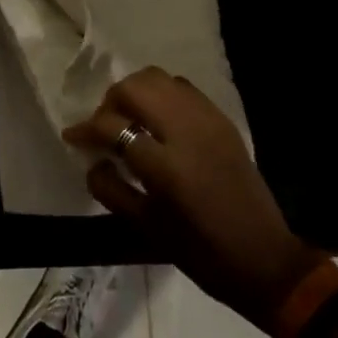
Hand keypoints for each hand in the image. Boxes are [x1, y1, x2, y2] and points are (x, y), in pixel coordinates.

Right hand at [64, 66, 326, 332]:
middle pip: (135, 88)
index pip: (113, 127)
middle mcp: (186, 131)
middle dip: (110, 102)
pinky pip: (182, 88)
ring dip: (135, 92)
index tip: (72, 136)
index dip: (85, 129)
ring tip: (129, 119)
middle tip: (104, 127)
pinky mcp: (222, 119)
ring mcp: (208, 120)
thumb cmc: (202, 253)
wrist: (265, 259)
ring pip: (159, 79)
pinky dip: (162, 94)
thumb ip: (111, 189)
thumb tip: (92, 160)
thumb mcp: (148, 228)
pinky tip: (158, 120)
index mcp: (166, 165)